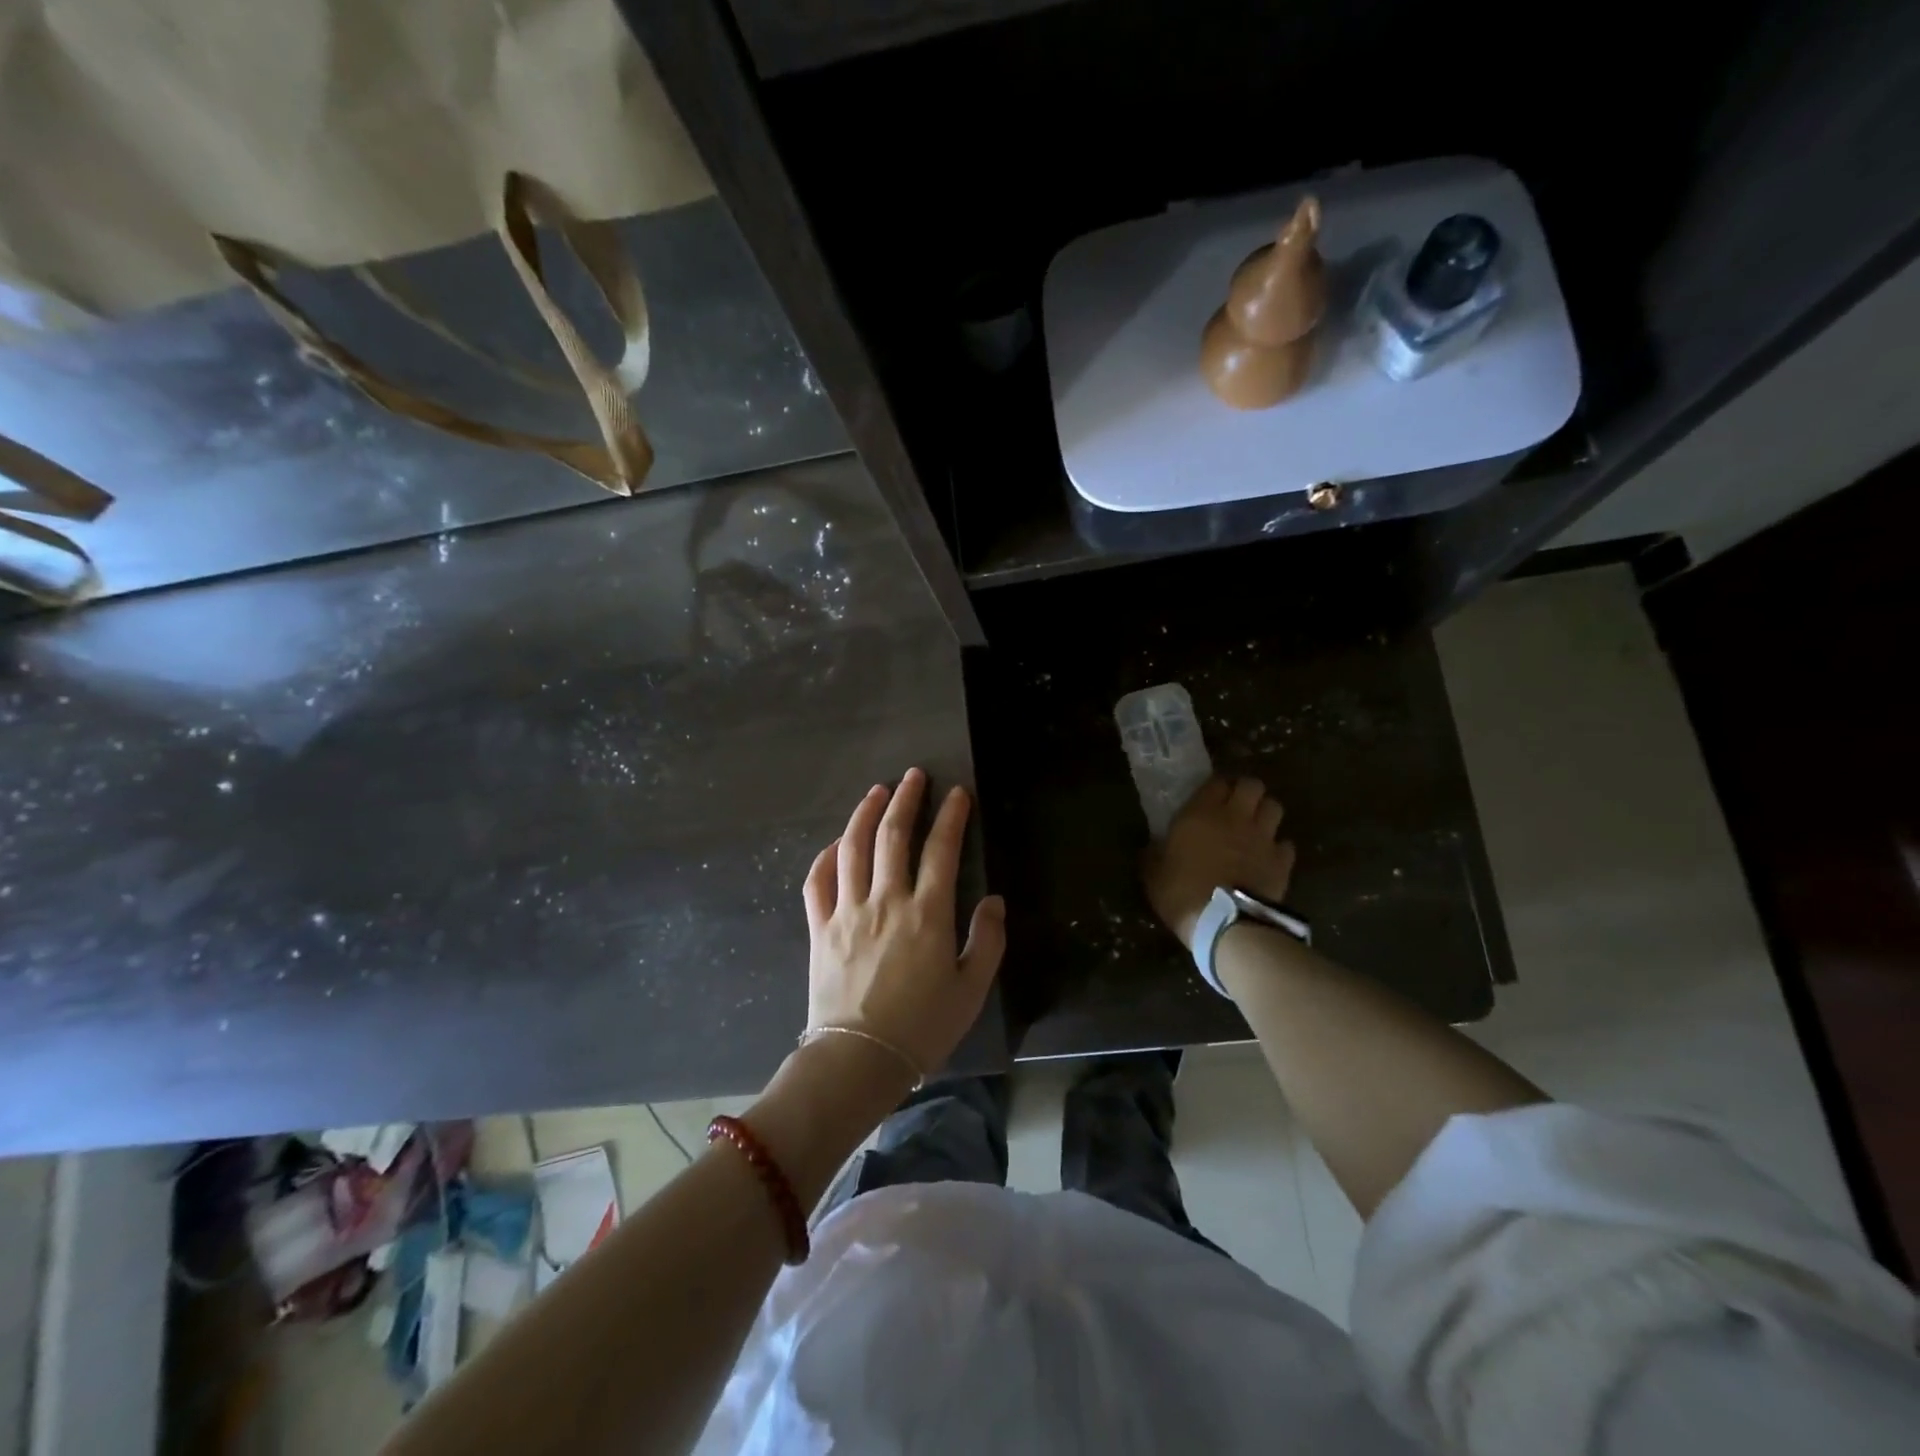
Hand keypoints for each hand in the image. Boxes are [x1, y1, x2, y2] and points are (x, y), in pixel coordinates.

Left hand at [802, 768, 1006, 1074]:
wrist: (858, 1060)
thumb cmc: (922, 1028)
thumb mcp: (971, 989)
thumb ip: (987, 940)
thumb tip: (994, 900)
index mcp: (927, 914)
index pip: (941, 850)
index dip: (951, 816)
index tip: (957, 793)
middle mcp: (886, 901)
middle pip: (894, 836)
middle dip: (906, 799)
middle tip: (914, 776)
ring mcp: (847, 911)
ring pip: (853, 848)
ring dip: (865, 814)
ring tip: (876, 791)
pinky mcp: (820, 928)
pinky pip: (817, 882)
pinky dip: (825, 857)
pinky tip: (836, 844)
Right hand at [1143, 776, 1296, 949]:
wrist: (1225, 923)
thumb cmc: (1182, 892)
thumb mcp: (1153, 873)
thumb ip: (1154, 853)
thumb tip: (1151, 846)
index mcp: (1201, 813)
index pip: (1216, 782)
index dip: (1215, 787)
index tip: (1209, 798)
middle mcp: (1236, 817)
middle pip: (1252, 785)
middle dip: (1246, 791)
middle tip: (1236, 806)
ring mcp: (1263, 838)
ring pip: (1274, 807)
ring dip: (1265, 813)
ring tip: (1255, 826)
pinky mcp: (1282, 862)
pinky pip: (1285, 844)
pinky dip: (1279, 847)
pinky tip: (1269, 857)